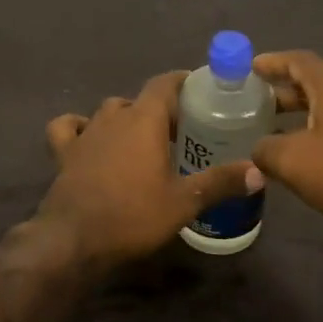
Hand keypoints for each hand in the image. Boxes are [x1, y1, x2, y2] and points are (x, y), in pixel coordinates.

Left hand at [40, 71, 261, 261]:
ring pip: (108, 111)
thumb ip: (221, 182)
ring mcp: (85, 132)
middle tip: (179, 130)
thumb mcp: (184, 202)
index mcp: (143, 119)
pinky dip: (79, 127)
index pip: (164, 83)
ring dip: (125, 118)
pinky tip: (88, 138)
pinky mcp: (63, 152)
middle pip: (139, 100)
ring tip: (141, 139)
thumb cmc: (133, 215)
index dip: (182, 81)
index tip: (199, 89)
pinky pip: (68, 127)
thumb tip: (259, 171)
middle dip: (159, 109)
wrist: (74, 239)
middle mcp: (113, 116)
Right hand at [252, 50, 322, 239]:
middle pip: (316, 81)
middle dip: (285, 90)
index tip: (251, 67)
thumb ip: (266, 150)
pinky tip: (313, 152)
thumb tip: (259, 149)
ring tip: (280, 129)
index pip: (299, 60)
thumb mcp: (294, 162)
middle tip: (259, 103)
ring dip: (304, 112)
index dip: (273, 62)